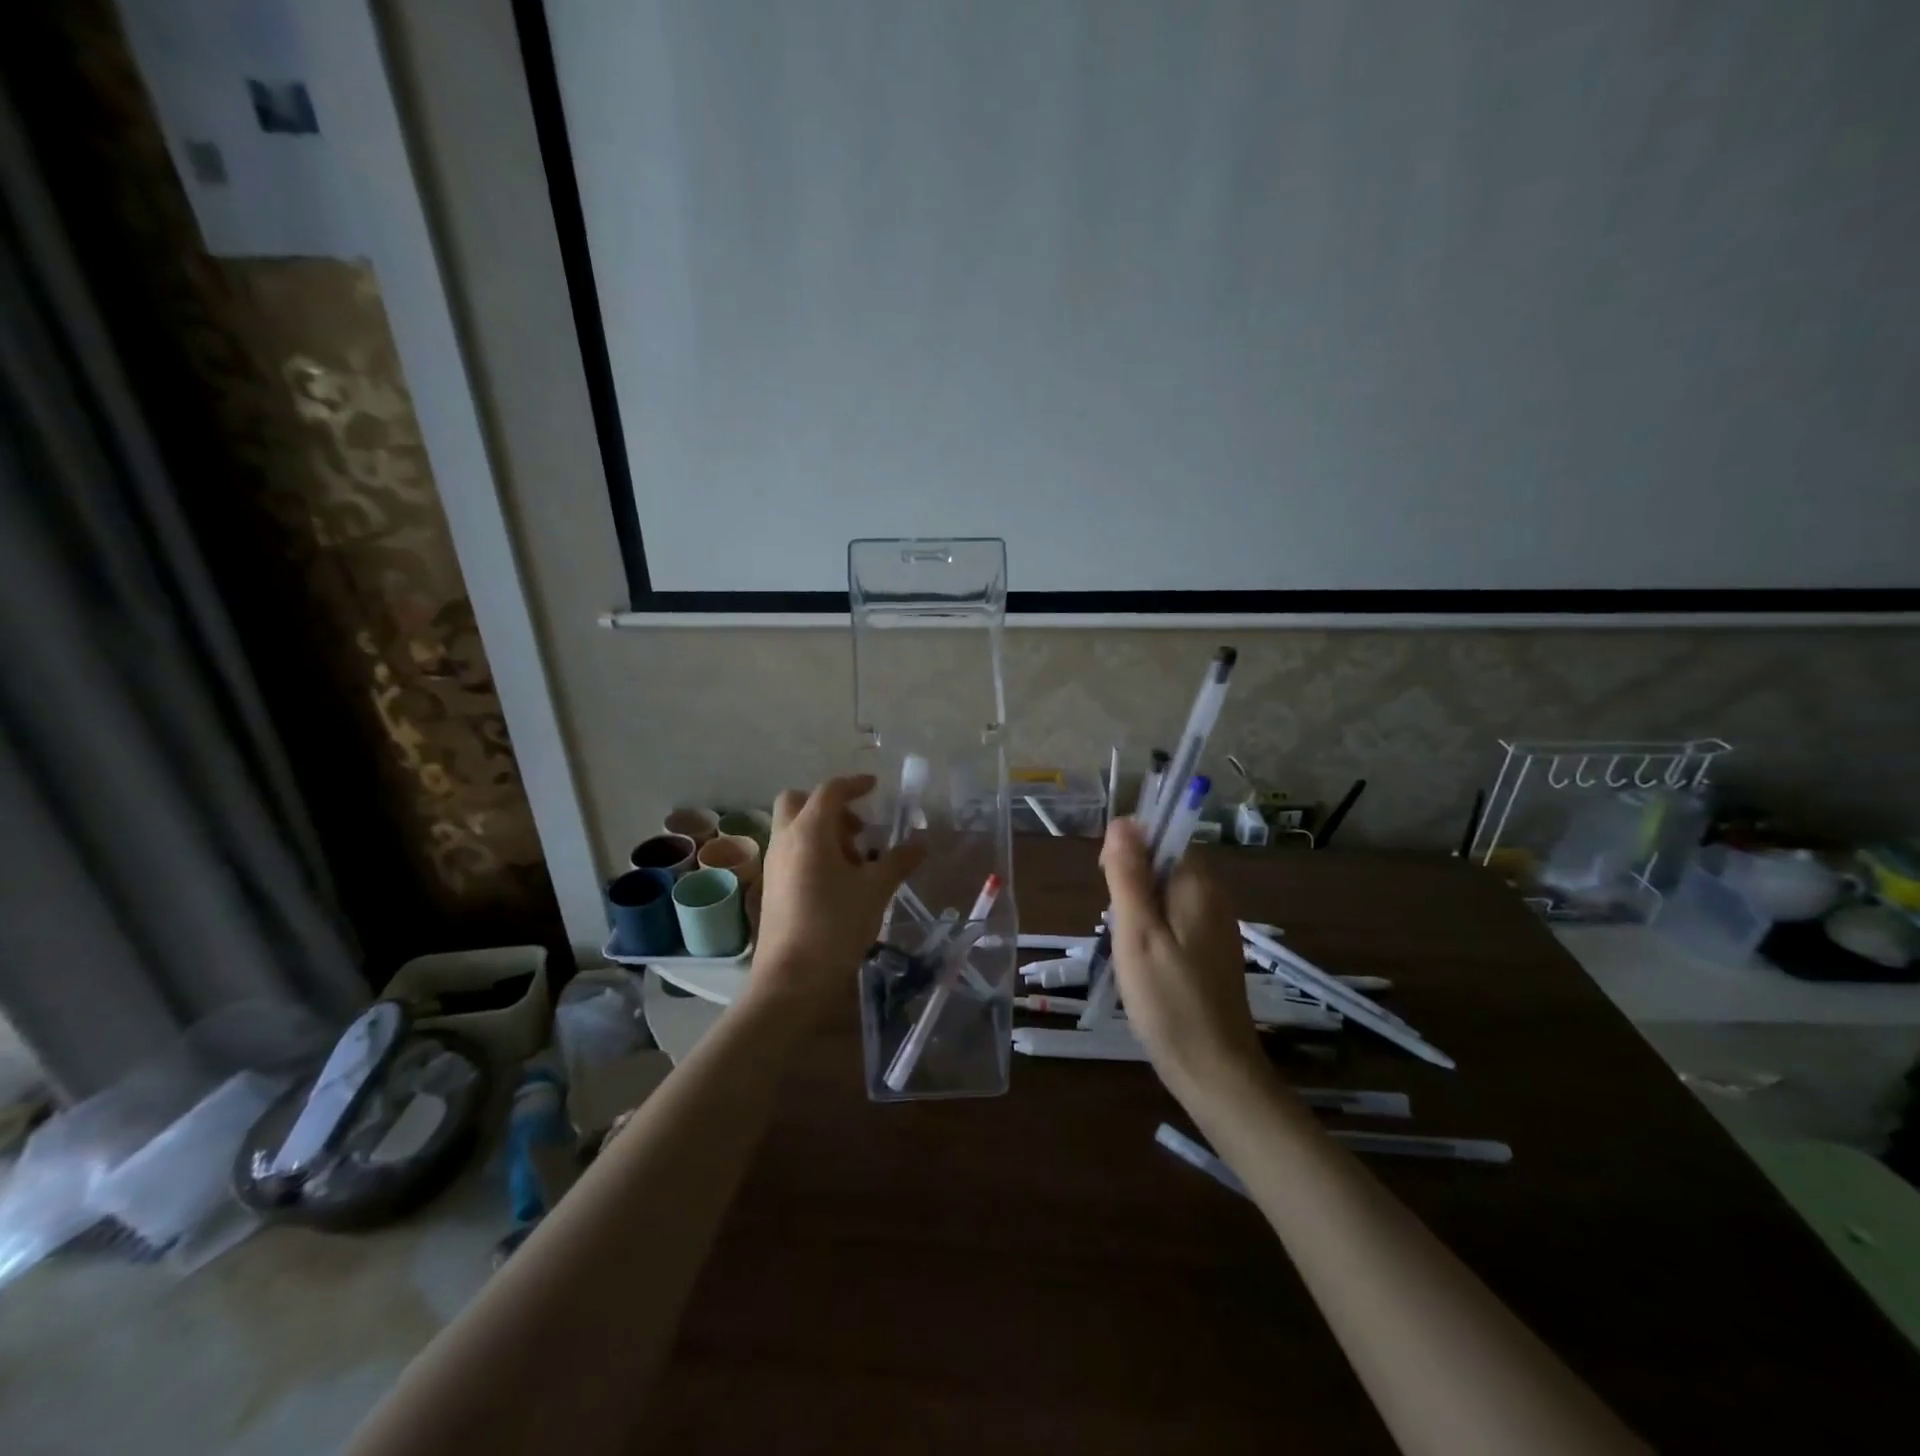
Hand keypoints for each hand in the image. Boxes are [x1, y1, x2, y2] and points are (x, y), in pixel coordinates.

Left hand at [751, 775, 923, 1012]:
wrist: (792, 978)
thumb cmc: (835, 925)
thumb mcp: (875, 890)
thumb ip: (898, 862)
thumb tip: (920, 844)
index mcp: (809, 832)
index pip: (830, 791)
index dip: (854, 784)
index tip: (874, 787)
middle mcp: (785, 840)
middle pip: (799, 802)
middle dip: (829, 806)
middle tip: (858, 829)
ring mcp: (774, 865)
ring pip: (795, 829)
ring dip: (823, 832)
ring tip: (856, 862)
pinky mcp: (771, 887)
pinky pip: (792, 853)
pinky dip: (813, 852)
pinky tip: (839, 882)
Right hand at [1101, 818, 1266, 1098]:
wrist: (1214, 1070)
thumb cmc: (1168, 999)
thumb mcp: (1136, 932)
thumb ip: (1127, 874)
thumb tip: (1122, 821)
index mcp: (1199, 885)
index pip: (1164, 837)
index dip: (1130, 851)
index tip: (1108, 886)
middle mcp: (1214, 897)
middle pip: (1163, 865)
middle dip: (1131, 885)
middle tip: (1116, 926)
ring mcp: (1216, 926)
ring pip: (1165, 896)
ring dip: (1138, 911)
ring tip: (1125, 948)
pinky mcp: (1211, 952)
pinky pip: (1175, 921)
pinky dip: (1152, 932)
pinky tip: (1142, 964)